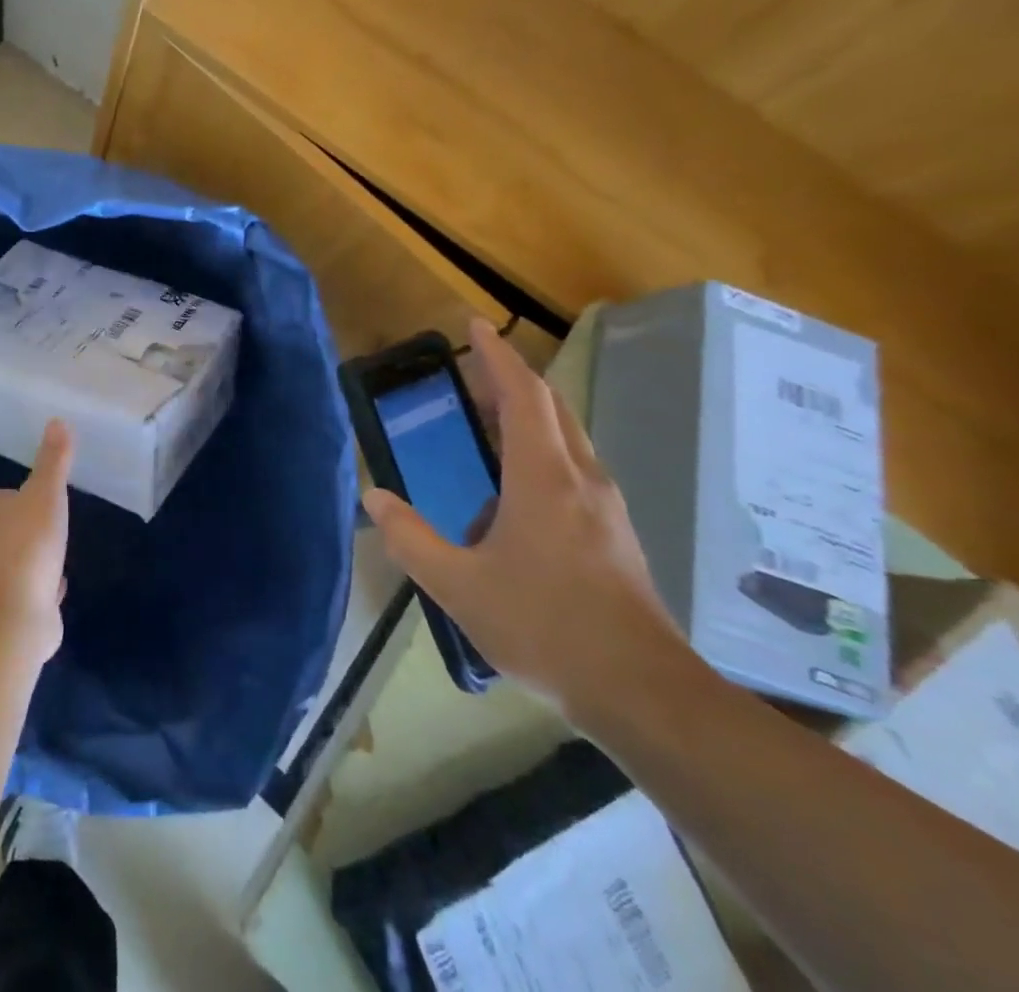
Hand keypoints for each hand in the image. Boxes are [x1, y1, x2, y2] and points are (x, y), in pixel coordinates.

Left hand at [0, 420, 72, 663]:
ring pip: (16, 559)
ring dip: (26, 552)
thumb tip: (56, 420)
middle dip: (2, 519)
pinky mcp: (25, 606)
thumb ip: (53, 461)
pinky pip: (36, 590)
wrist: (16, 610)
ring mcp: (7, 578)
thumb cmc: (26, 541)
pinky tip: (56, 585)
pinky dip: (45, 585)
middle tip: (10, 509)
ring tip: (41, 544)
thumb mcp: (44, 493)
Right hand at [364, 319, 688, 720]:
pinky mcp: (615, 533)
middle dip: (511, 380)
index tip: (475, 325)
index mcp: (543, 478)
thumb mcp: (459, 586)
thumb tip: (374, 497)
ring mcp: (605, 506)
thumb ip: (411, 539)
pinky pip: (573, 470)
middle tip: (472, 371)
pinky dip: (540, 455)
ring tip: (485, 431)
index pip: (522, 395)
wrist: (643, 693)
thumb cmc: (545, 627)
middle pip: (550, 407)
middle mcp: (580, 479)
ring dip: (527, 418)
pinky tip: (512, 499)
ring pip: (567, 438)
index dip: (496, 356)